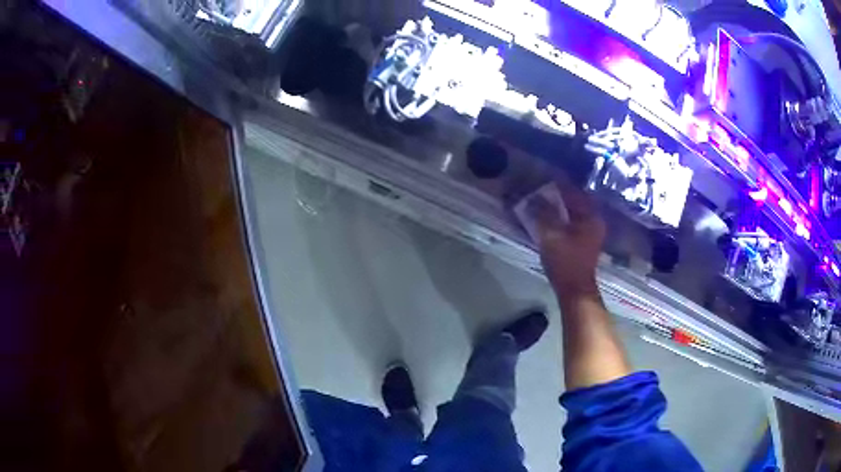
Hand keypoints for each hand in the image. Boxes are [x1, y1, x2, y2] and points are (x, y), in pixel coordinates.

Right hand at [529, 178, 605, 298]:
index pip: (574, 192)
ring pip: (572, 212)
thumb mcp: (551, 235)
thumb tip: (534, 197)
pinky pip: (571, 222)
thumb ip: (543, 213)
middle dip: (557, 195)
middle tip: (539, 189)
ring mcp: (590, 232)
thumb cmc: (566, 262)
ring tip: (540, 201)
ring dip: (558, 207)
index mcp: (590, 217)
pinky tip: (547, 217)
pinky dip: (560, 218)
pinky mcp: (584, 242)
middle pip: (574, 202)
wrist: (574, 290)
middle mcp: (594, 221)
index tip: (543, 177)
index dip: (558, 184)